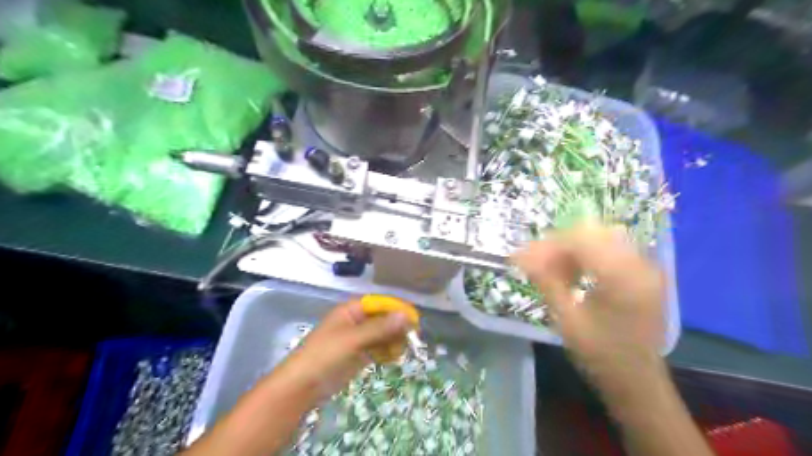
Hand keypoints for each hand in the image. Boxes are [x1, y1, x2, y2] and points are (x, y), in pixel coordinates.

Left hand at [270, 303, 411, 401]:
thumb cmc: (325, 355)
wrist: (302, 386)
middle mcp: (356, 321)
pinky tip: (394, 357)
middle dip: (397, 326)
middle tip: (413, 337)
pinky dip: (387, 351)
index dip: (397, 309)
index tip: (414, 319)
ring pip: (382, 334)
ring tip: (403, 349)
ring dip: (393, 339)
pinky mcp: (358, 354)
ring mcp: (357, 338)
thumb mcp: (353, 339)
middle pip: (383, 319)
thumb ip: (380, 328)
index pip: (379, 303)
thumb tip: (406, 316)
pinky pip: (378, 348)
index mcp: (351, 310)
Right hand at [514, 222, 665, 391]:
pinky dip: (586, 255)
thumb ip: (546, 281)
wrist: (637, 380)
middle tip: (535, 262)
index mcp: (623, 277)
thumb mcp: (567, 319)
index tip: (522, 256)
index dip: (548, 244)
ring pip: (600, 238)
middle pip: (592, 233)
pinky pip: (610, 249)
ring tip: (551, 268)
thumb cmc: (600, 354)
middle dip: (558, 244)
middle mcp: (640, 264)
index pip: (580, 240)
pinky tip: (572, 272)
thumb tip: (519, 254)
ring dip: (571, 248)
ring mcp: (646, 267)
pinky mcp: (643, 272)